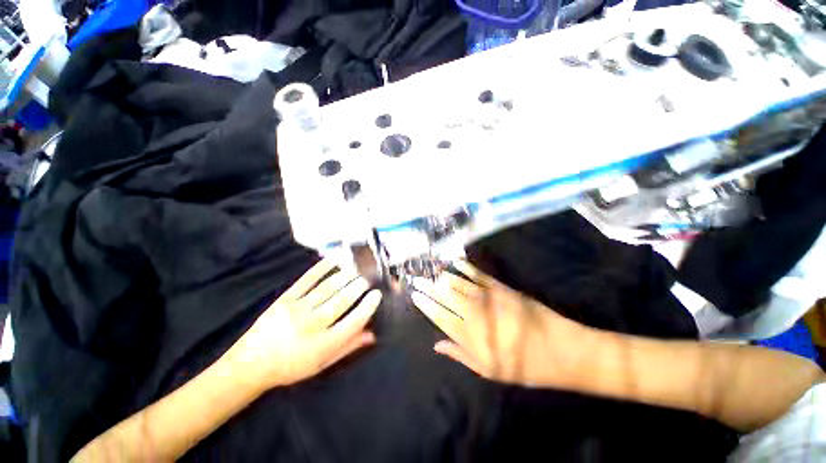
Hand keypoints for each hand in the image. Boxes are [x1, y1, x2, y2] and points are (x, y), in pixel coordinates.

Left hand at [225, 259, 381, 390]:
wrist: (252, 363)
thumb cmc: (292, 366)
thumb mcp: (322, 363)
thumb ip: (348, 346)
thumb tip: (372, 334)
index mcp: (323, 344)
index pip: (353, 321)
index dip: (368, 306)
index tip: (377, 295)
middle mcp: (312, 325)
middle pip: (341, 300)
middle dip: (358, 286)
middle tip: (368, 279)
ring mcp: (297, 309)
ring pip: (328, 288)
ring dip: (346, 276)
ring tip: (357, 270)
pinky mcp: (285, 298)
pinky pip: (307, 279)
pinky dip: (322, 267)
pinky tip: (333, 259)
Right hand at [411, 260, 583, 386]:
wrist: (559, 349)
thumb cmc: (522, 365)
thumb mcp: (489, 371)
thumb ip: (460, 354)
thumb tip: (436, 344)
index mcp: (470, 334)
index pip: (439, 315)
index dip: (425, 304)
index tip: (414, 295)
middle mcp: (474, 312)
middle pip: (444, 296)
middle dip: (428, 287)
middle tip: (415, 279)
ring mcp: (488, 296)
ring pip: (458, 283)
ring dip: (442, 276)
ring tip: (430, 272)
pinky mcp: (500, 287)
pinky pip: (478, 274)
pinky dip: (465, 267)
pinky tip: (455, 262)